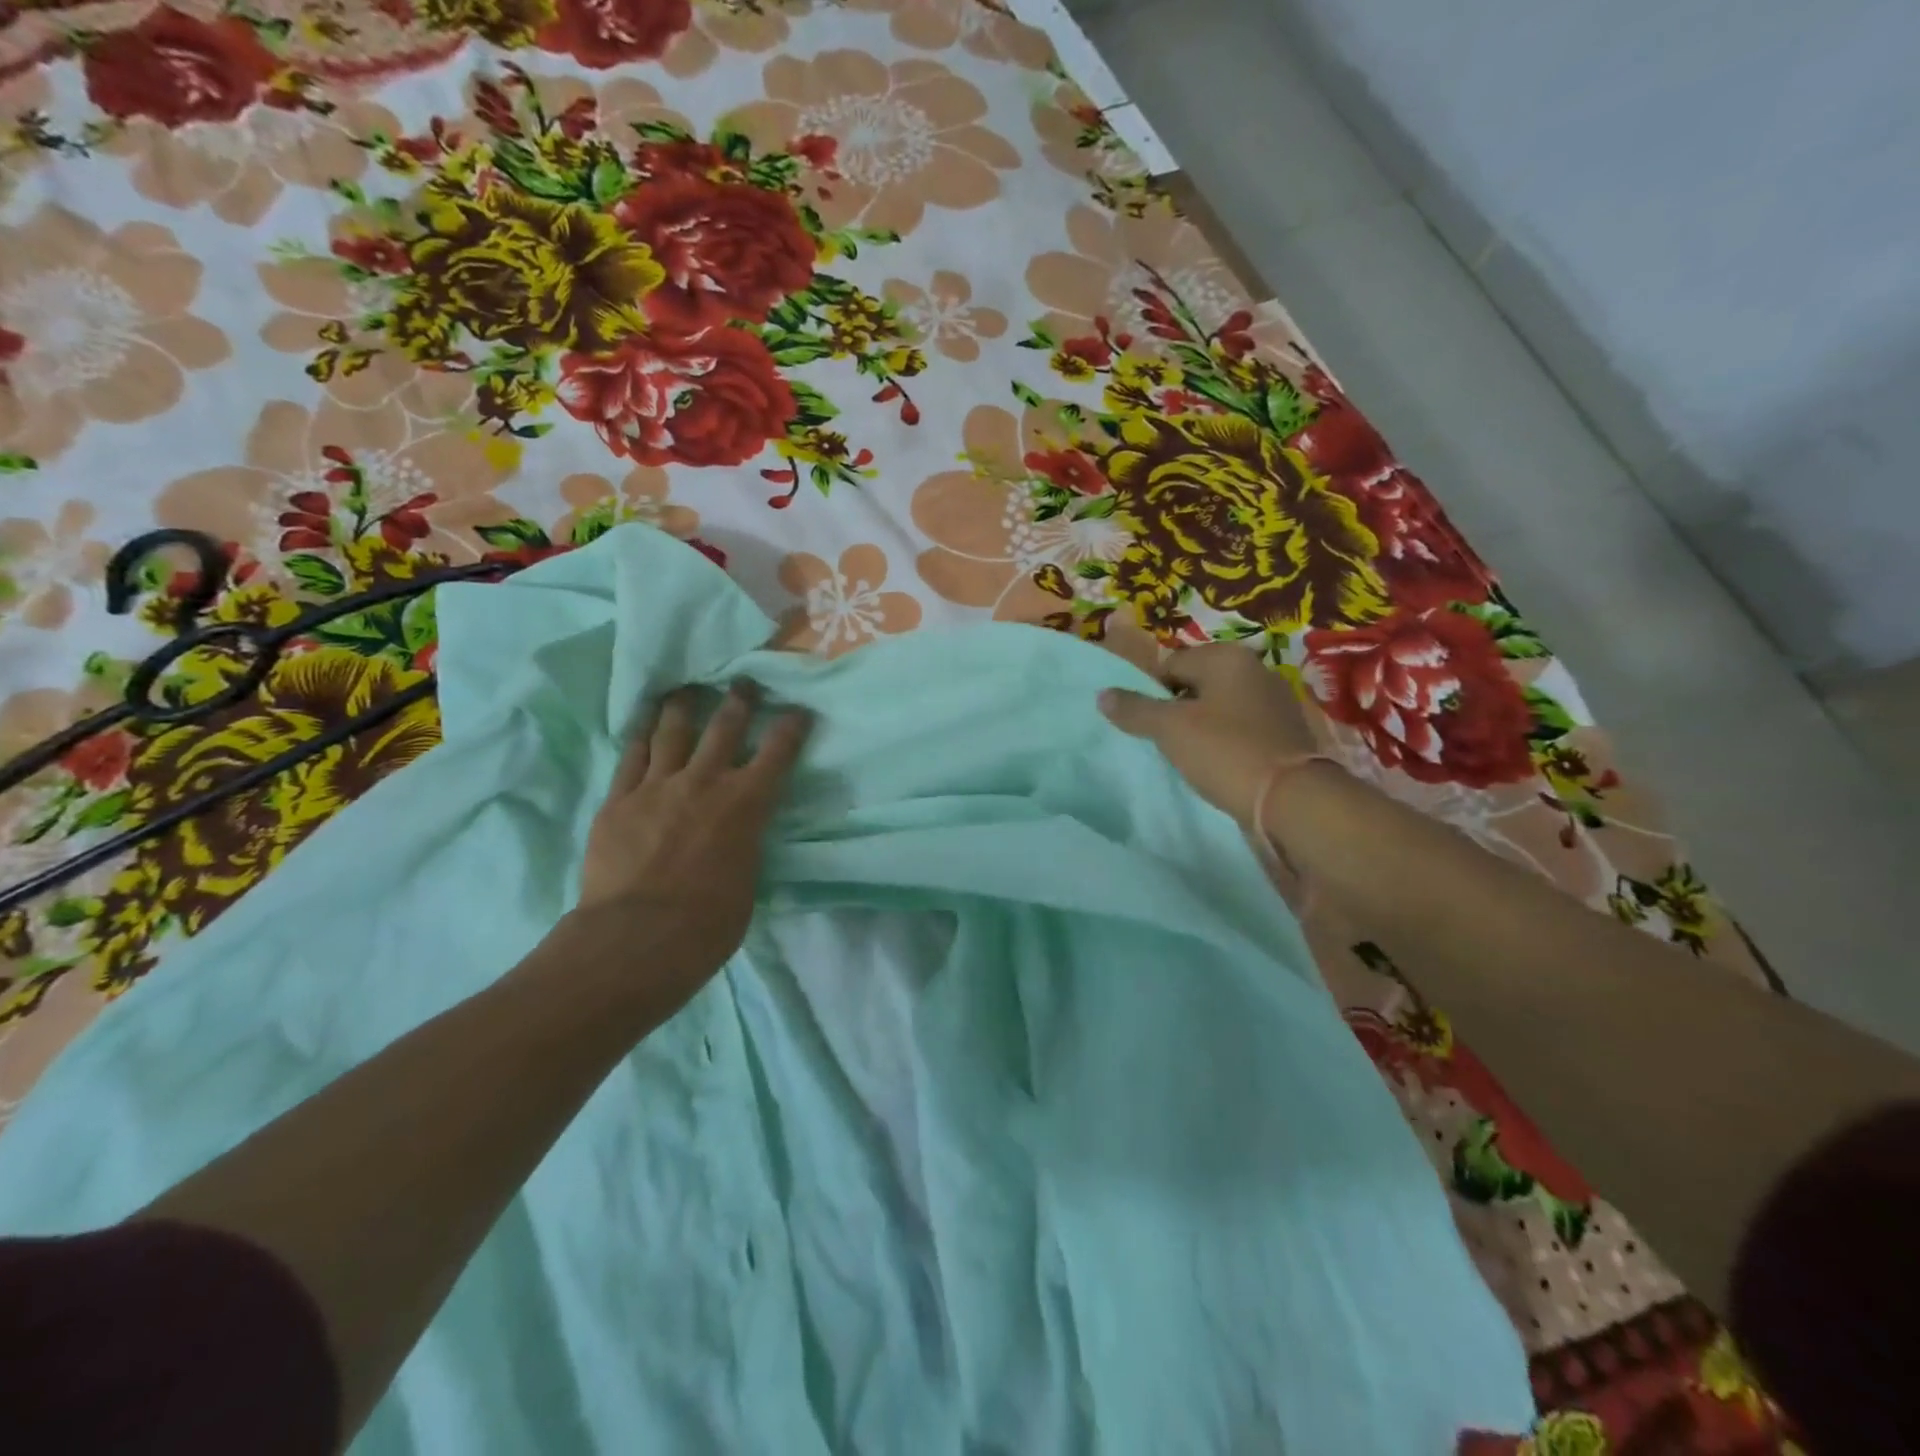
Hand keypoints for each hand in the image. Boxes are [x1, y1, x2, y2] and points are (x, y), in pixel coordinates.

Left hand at [577, 681, 811, 993]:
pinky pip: (631, 759)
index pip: (777, 753)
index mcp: (745, 804)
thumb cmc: (708, 923)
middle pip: (724, 728)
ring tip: (683, 691)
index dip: (791, 727)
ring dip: (681, 708)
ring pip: (671, 733)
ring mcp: (656, 787)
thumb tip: (736, 839)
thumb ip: (743, 847)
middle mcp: (704, 783)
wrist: (637, 938)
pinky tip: (642, 729)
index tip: (798, 709)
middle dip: (738, 701)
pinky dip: (640, 739)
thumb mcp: (746, 881)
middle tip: (742, 682)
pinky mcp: (618, 801)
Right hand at [1099, 643, 1320, 826]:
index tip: (1145, 723)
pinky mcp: (1286, 733)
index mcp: (1227, 657)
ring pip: (1220, 708)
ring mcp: (1276, 702)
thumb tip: (1103, 694)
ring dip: (1201, 727)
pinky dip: (1226, 742)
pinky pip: (1242, 730)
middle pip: (1196, 684)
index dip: (1151, 692)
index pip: (1171, 663)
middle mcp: (1256, 670)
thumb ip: (1134, 709)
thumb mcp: (1170, 729)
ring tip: (1189, 757)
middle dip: (1177, 709)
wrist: (1291, 800)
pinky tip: (1218, 765)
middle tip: (1164, 741)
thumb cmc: (1225, 752)